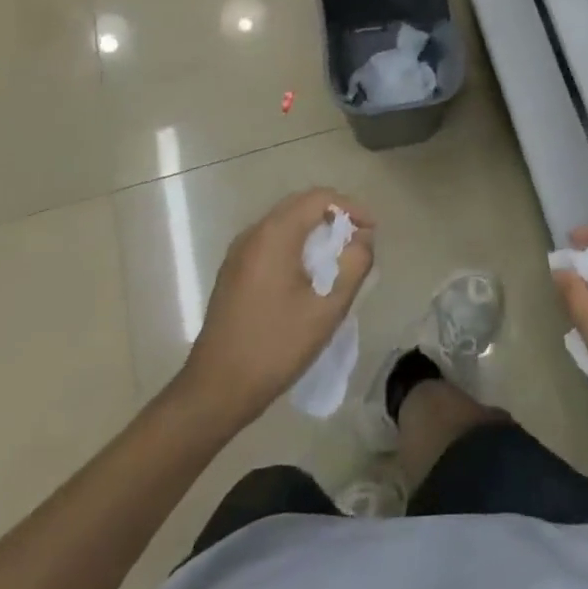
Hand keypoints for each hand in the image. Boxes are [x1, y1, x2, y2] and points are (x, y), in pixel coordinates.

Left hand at [177, 188, 374, 429]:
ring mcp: (239, 252)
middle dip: (334, 215)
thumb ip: (354, 265)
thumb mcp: (328, 308)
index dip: (351, 207)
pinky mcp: (233, 272)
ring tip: (338, 256)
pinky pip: (271, 241)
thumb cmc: (275, 346)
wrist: (216, 390)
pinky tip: (308, 274)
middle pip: (300, 205)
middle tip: (359, 240)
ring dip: (315, 230)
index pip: (319, 198)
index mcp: (275, 235)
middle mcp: (253, 233)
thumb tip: (362, 238)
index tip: (372, 231)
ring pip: (284, 222)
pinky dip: (296, 244)